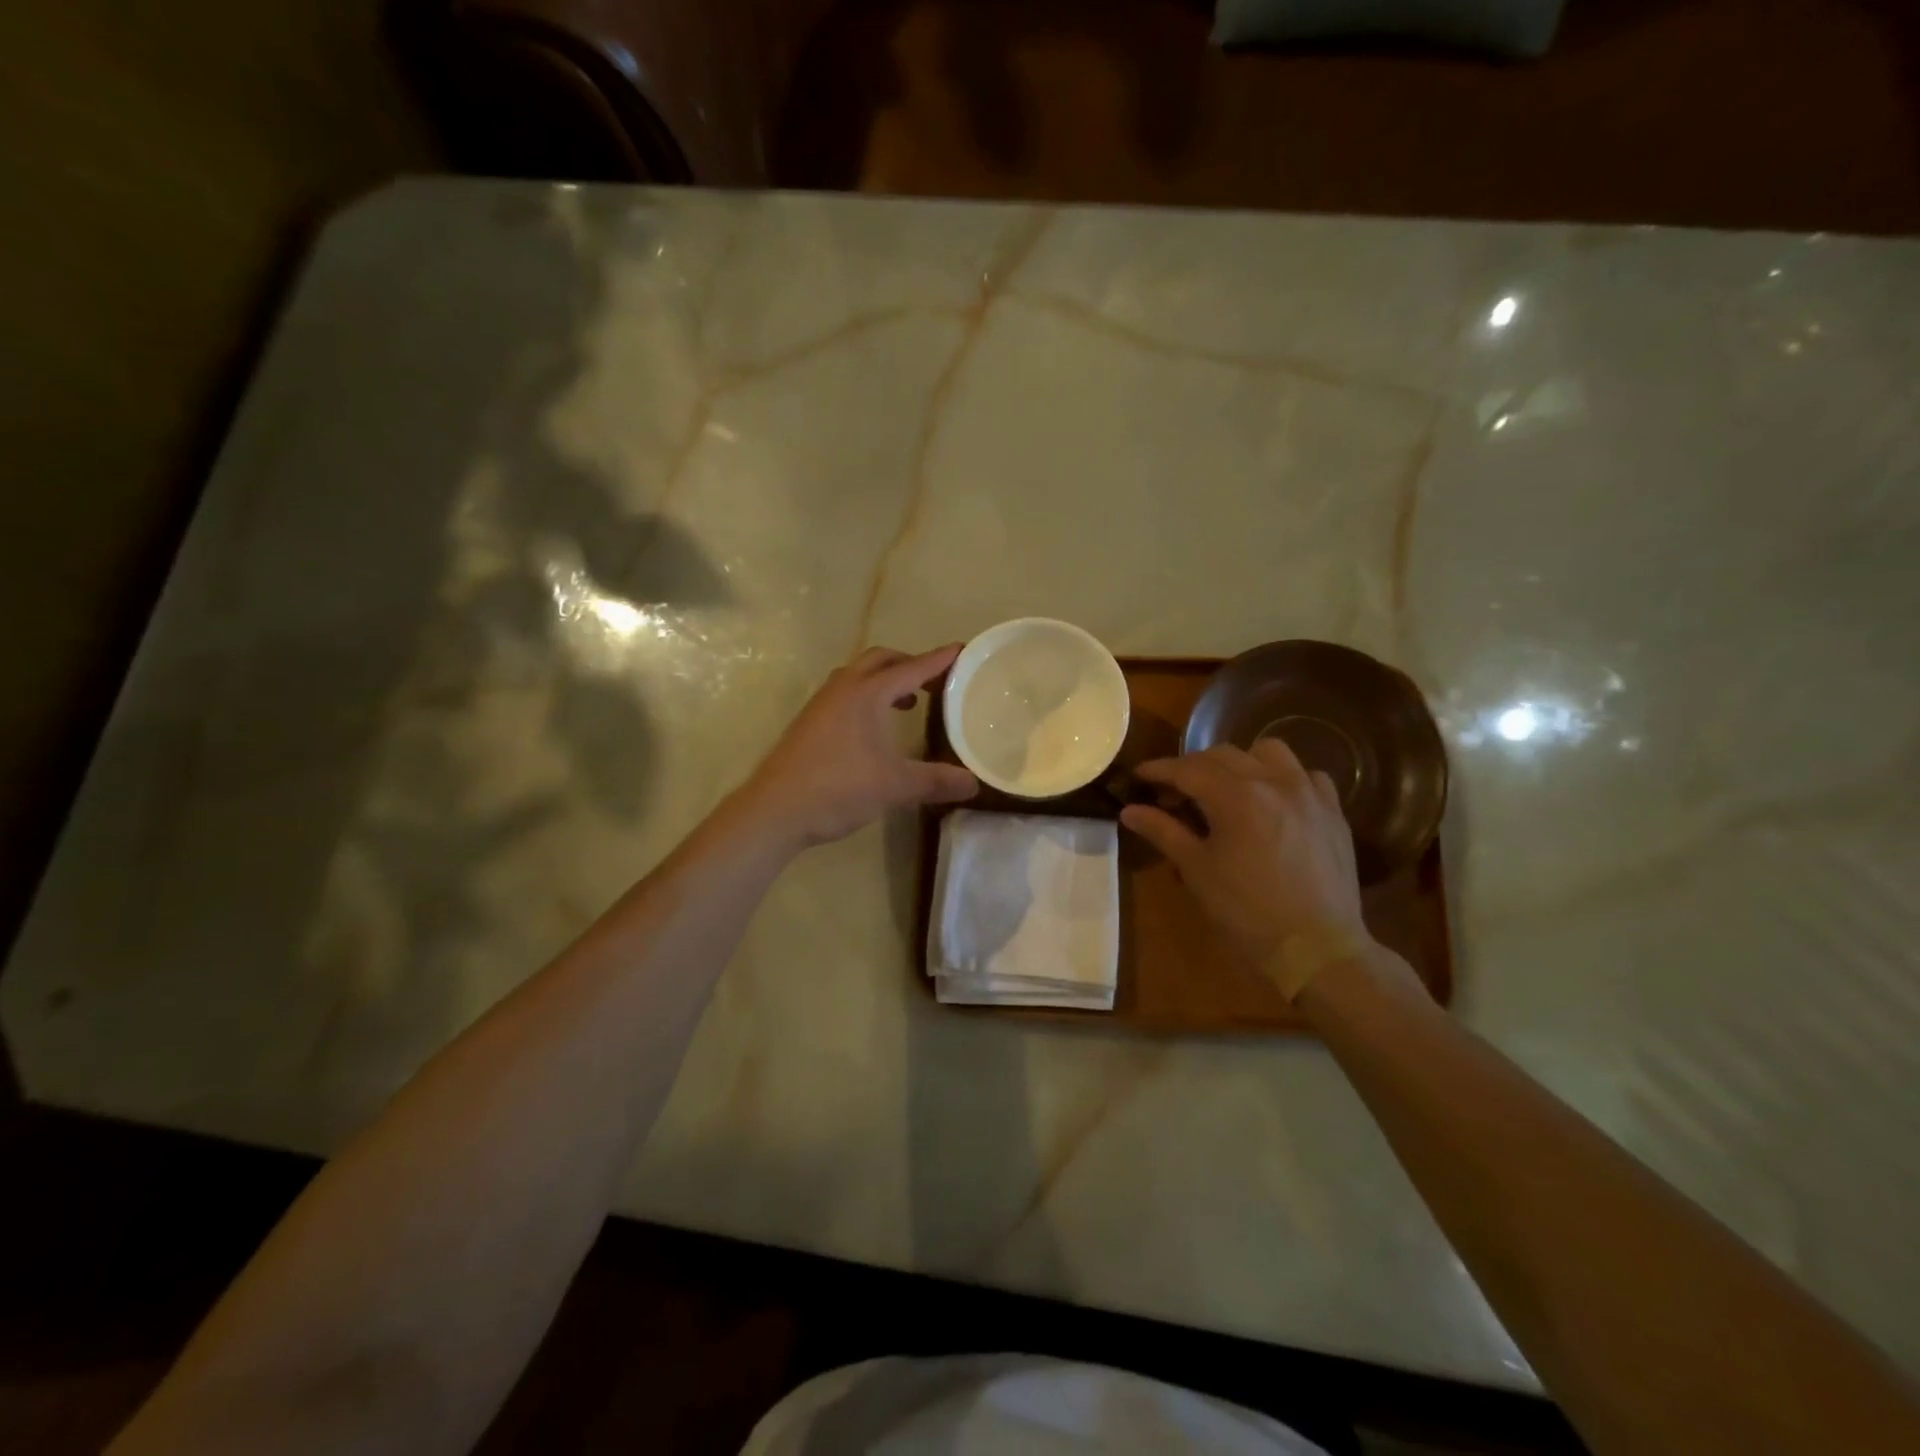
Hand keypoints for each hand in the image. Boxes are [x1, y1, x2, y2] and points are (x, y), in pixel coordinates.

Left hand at [737, 644, 979, 848]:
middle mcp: (844, 688)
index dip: (939, 660)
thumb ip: (936, 781)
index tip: (962, 650)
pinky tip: (875, 727)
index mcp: (867, 693)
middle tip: (935, 680)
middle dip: (910, 663)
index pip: (912, 667)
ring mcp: (822, 703)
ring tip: (909, 701)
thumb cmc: (839, 788)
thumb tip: (974, 783)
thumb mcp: (895, 786)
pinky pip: (846, 692)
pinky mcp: (810, 721)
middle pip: (881, 660)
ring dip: (886, 679)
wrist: (776, 809)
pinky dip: (868, 695)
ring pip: (859, 675)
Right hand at [1119, 740, 1368, 965]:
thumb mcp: (1197, 870)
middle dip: (1193, 767)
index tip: (1138, 776)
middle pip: (1223, 755)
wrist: (1316, 947)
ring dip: (1240, 762)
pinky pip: (1305, 775)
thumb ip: (1163, 831)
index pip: (1187, 768)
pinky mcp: (1333, 810)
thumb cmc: (1246, 910)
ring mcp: (1308, 792)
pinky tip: (1274, 801)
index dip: (1158, 770)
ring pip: (1268, 752)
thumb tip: (1128, 810)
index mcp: (1235, 795)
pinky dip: (1282, 778)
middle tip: (1175, 793)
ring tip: (1228, 788)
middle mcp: (1273, 781)